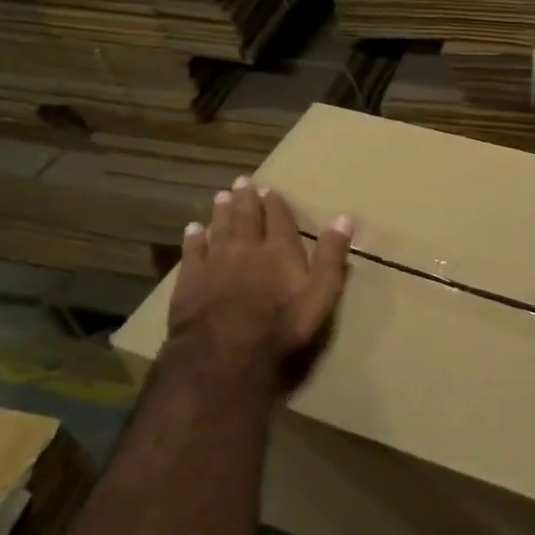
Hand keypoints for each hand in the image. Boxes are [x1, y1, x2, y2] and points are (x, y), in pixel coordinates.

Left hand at [166, 176, 353, 385]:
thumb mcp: (321, 294)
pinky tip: (193, 229)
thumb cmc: (281, 326)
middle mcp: (246, 247)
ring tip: (222, 196)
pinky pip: (192, 250)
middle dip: (246, 199)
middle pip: (246, 216)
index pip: (279, 218)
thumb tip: (344, 218)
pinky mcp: (191, 279)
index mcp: (280, 249)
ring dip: (222, 211)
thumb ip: (332, 257)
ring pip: (219, 227)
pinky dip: (194, 237)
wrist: (226, 352)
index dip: (275, 203)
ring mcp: (215, 261)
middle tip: (242, 182)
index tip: (271, 190)